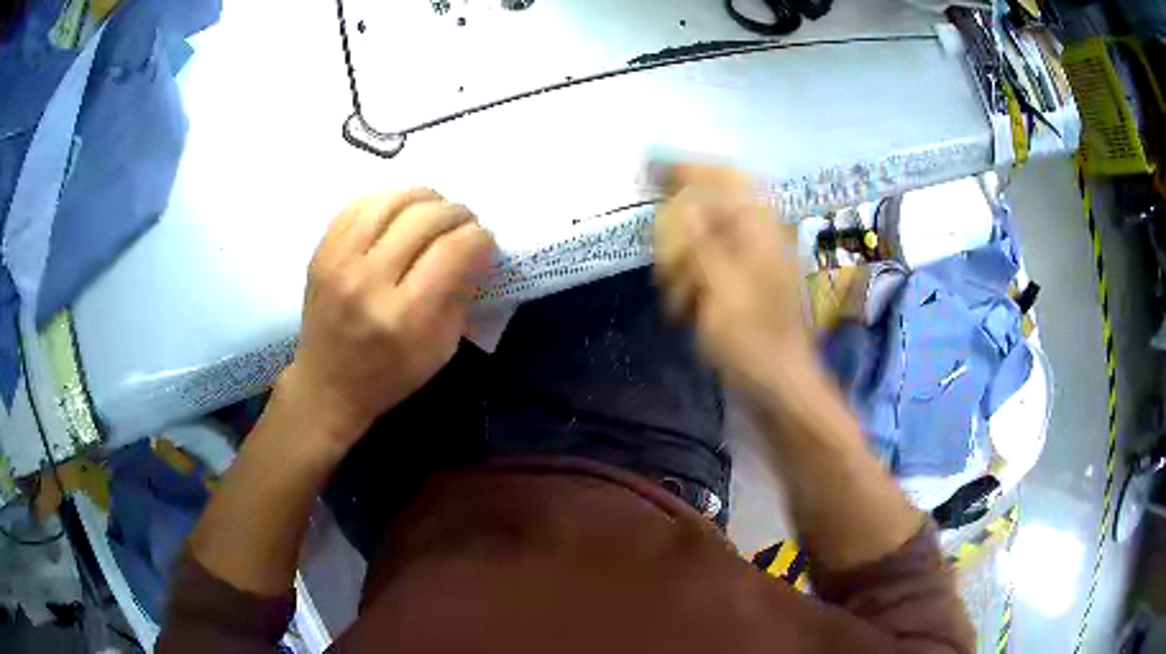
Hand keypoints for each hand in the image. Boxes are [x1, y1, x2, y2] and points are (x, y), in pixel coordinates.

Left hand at [279, 189, 494, 452]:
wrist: (327, 384)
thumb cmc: (390, 375)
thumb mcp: (441, 348)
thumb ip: (461, 294)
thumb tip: (475, 249)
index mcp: (405, 316)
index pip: (454, 249)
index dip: (480, 238)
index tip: (485, 244)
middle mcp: (369, 281)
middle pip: (425, 217)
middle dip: (457, 213)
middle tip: (464, 224)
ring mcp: (339, 261)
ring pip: (392, 200)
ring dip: (425, 198)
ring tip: (435, 211)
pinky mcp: (321, 251)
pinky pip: (360, 204)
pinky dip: (389, 200)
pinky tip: (400, 213)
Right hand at [653, 164, 808, 398]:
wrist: (779, 384)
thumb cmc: (753, 341)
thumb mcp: (721, 290)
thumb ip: (701, 243)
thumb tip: (681, 204)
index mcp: (759, 229)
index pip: (726, 177)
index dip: (689, 168)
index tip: (652, 171)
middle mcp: (757, 235)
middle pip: (710, 207)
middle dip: (679, 230)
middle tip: (664, 262)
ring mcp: (751, 259)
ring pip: (705, 237)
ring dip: (683, 260)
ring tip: (676, 297)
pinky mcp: (744, 281)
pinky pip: (708, 264)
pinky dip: (691, 279)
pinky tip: (684, 306)